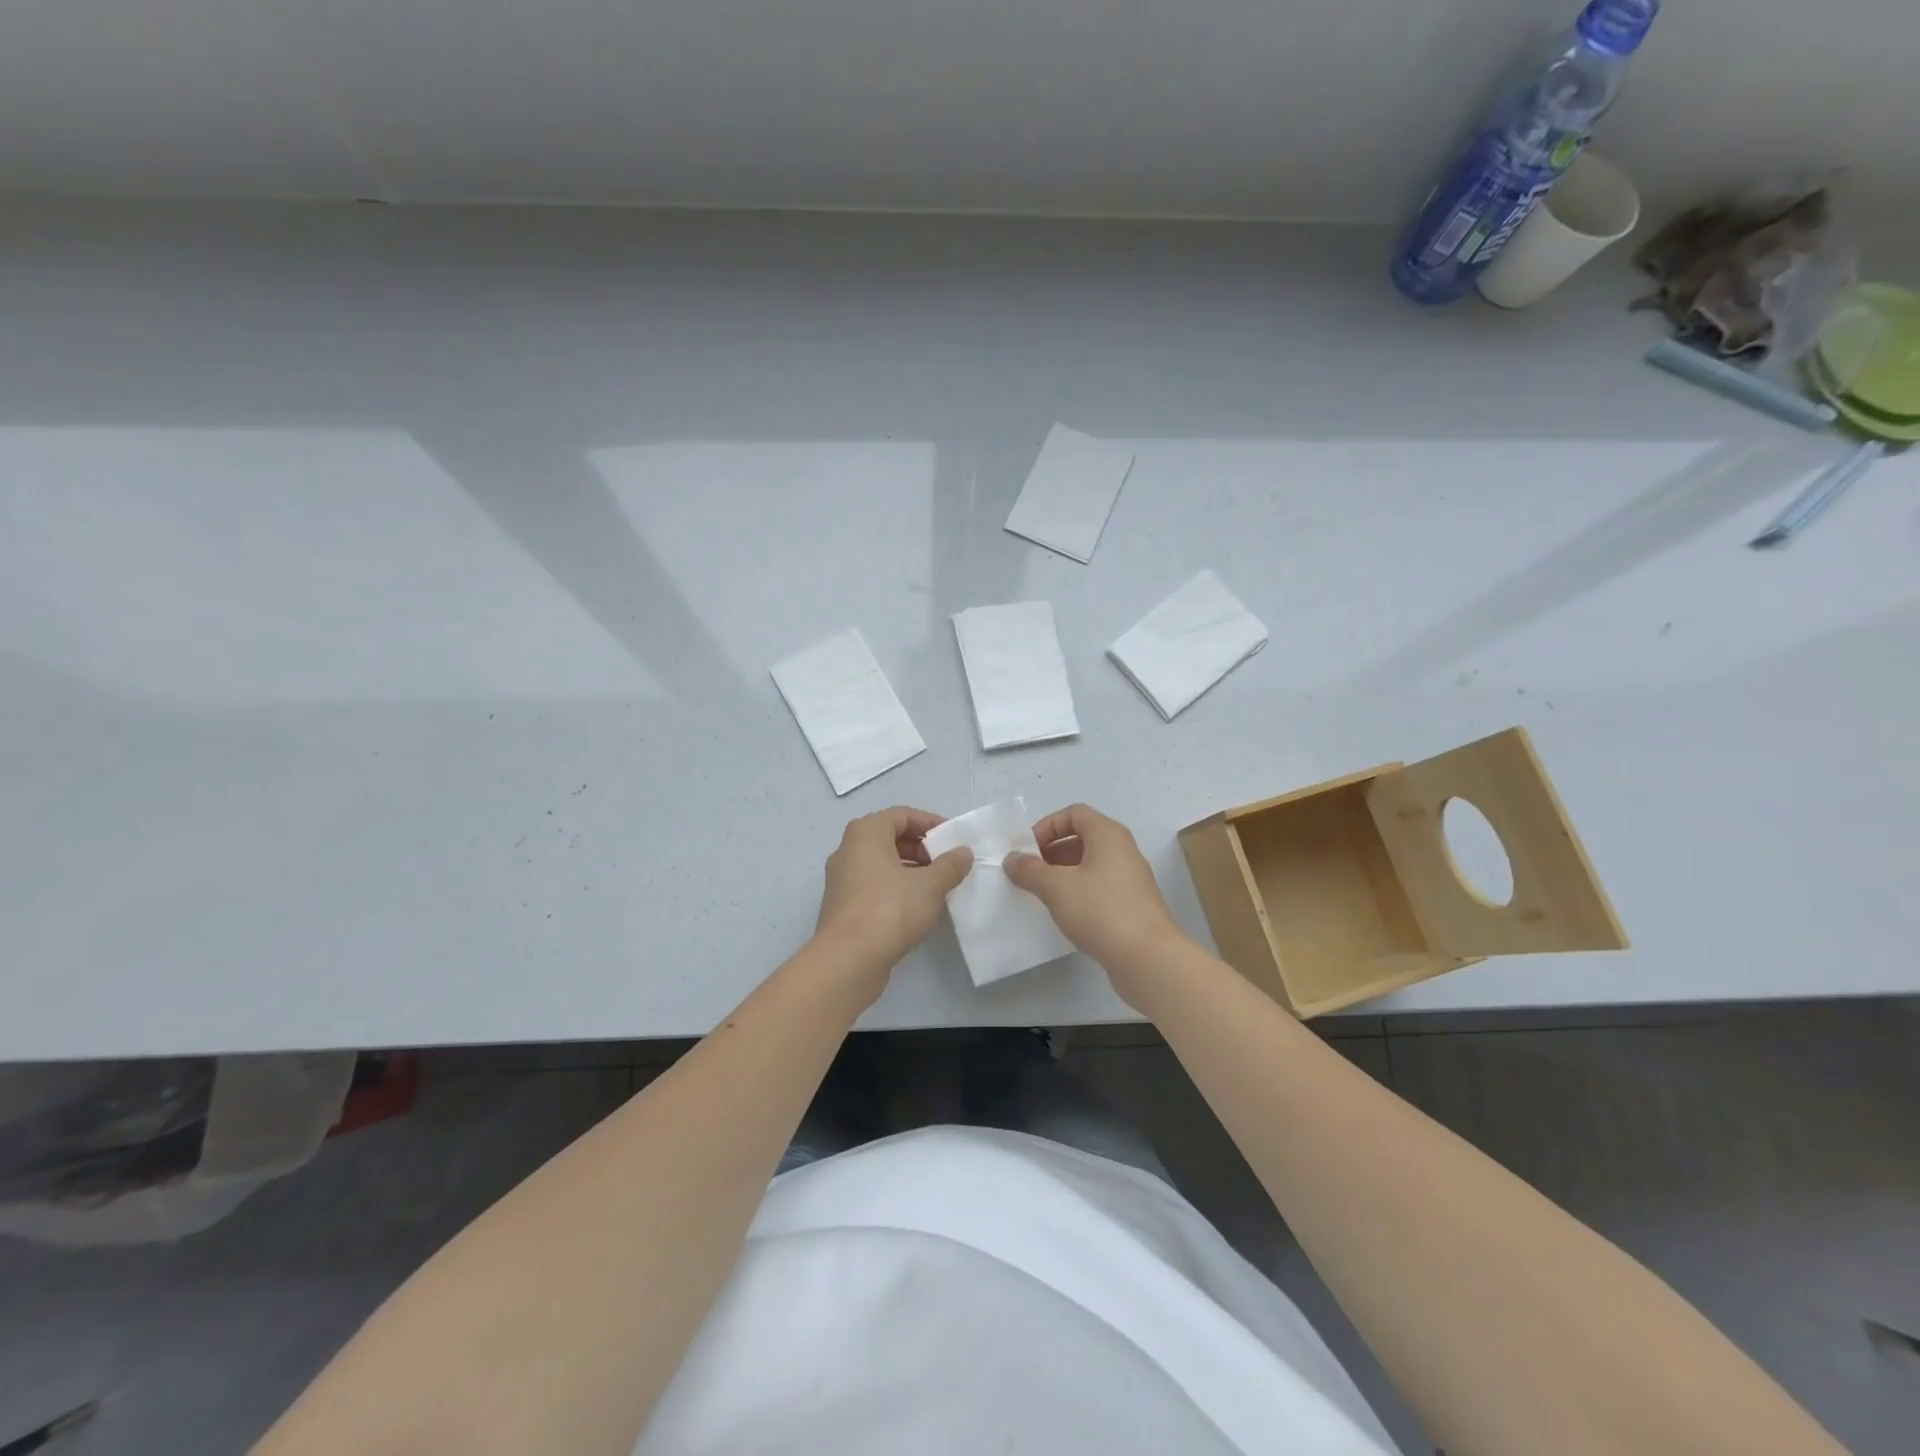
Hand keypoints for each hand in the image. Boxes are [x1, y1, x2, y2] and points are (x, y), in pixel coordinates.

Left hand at [814, 807, 973, 992]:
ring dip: (912, 871)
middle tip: (948, 864)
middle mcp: (849, 850)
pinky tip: (918, 908)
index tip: (954, 839)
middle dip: (923, 848)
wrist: (847, 960)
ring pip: (883, 864)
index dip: (931, 823)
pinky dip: (897, 889)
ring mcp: (842, 879)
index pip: (902, 815)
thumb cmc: (889, 910)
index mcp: (866, 833)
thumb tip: (963, 852)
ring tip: (939, 887)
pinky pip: (875, 886)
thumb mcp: (930, 886)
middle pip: (891, 838)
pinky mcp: (843, 906)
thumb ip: (950, 865)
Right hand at [1003, 804, 1188, 1005]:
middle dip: (1052, 852)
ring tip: (1042, 895)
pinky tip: (1065, 914)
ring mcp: (1130, 879)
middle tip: (1030, 873)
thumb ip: (1030, 870)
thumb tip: (1012, 859)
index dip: (1047, 826)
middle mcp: (1122, 850)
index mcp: (1108, 834)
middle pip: (1082, 838)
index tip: (1028, 851)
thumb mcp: (1056, 887)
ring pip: (1090, 865)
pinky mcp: (1132, 905)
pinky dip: (1079, 893)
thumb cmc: (1100, 910)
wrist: (1148, 958)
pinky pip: (1099, 888)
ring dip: (1063, 874)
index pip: (1074, 813)